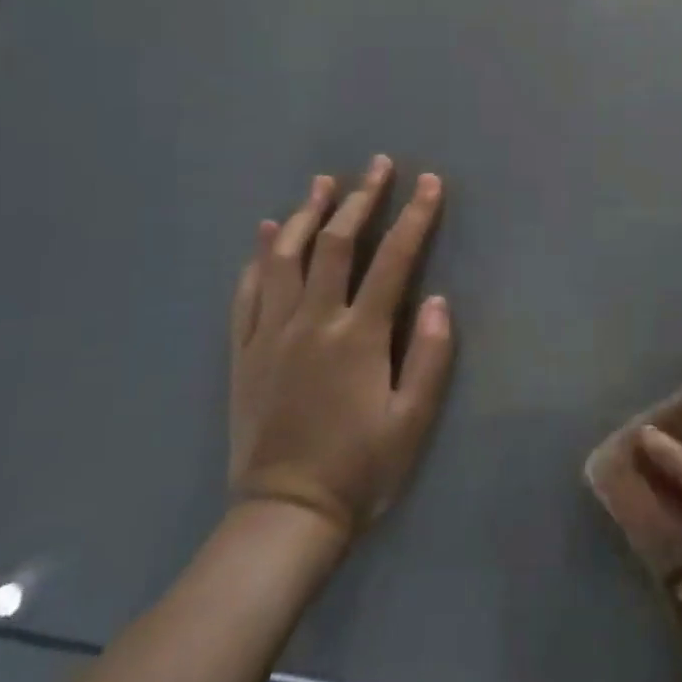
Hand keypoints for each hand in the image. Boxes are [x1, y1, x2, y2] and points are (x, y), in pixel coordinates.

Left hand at [228, 156, 453, 542]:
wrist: (284, 515)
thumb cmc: (360, 469)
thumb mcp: (412, 421)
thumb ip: (429, 357)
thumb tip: (436, 299)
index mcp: (358, 336)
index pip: (392, 260)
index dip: (413, 217)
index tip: (428, 182)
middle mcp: (312, 322)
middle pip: (334, 244)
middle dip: (360, 199)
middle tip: (377, 165)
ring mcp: (271, 333)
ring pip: (285, 257)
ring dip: (306, 213)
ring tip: (322, 182)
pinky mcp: (244, 351)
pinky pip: (248, 292)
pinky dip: (259, 256)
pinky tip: (268, 233)